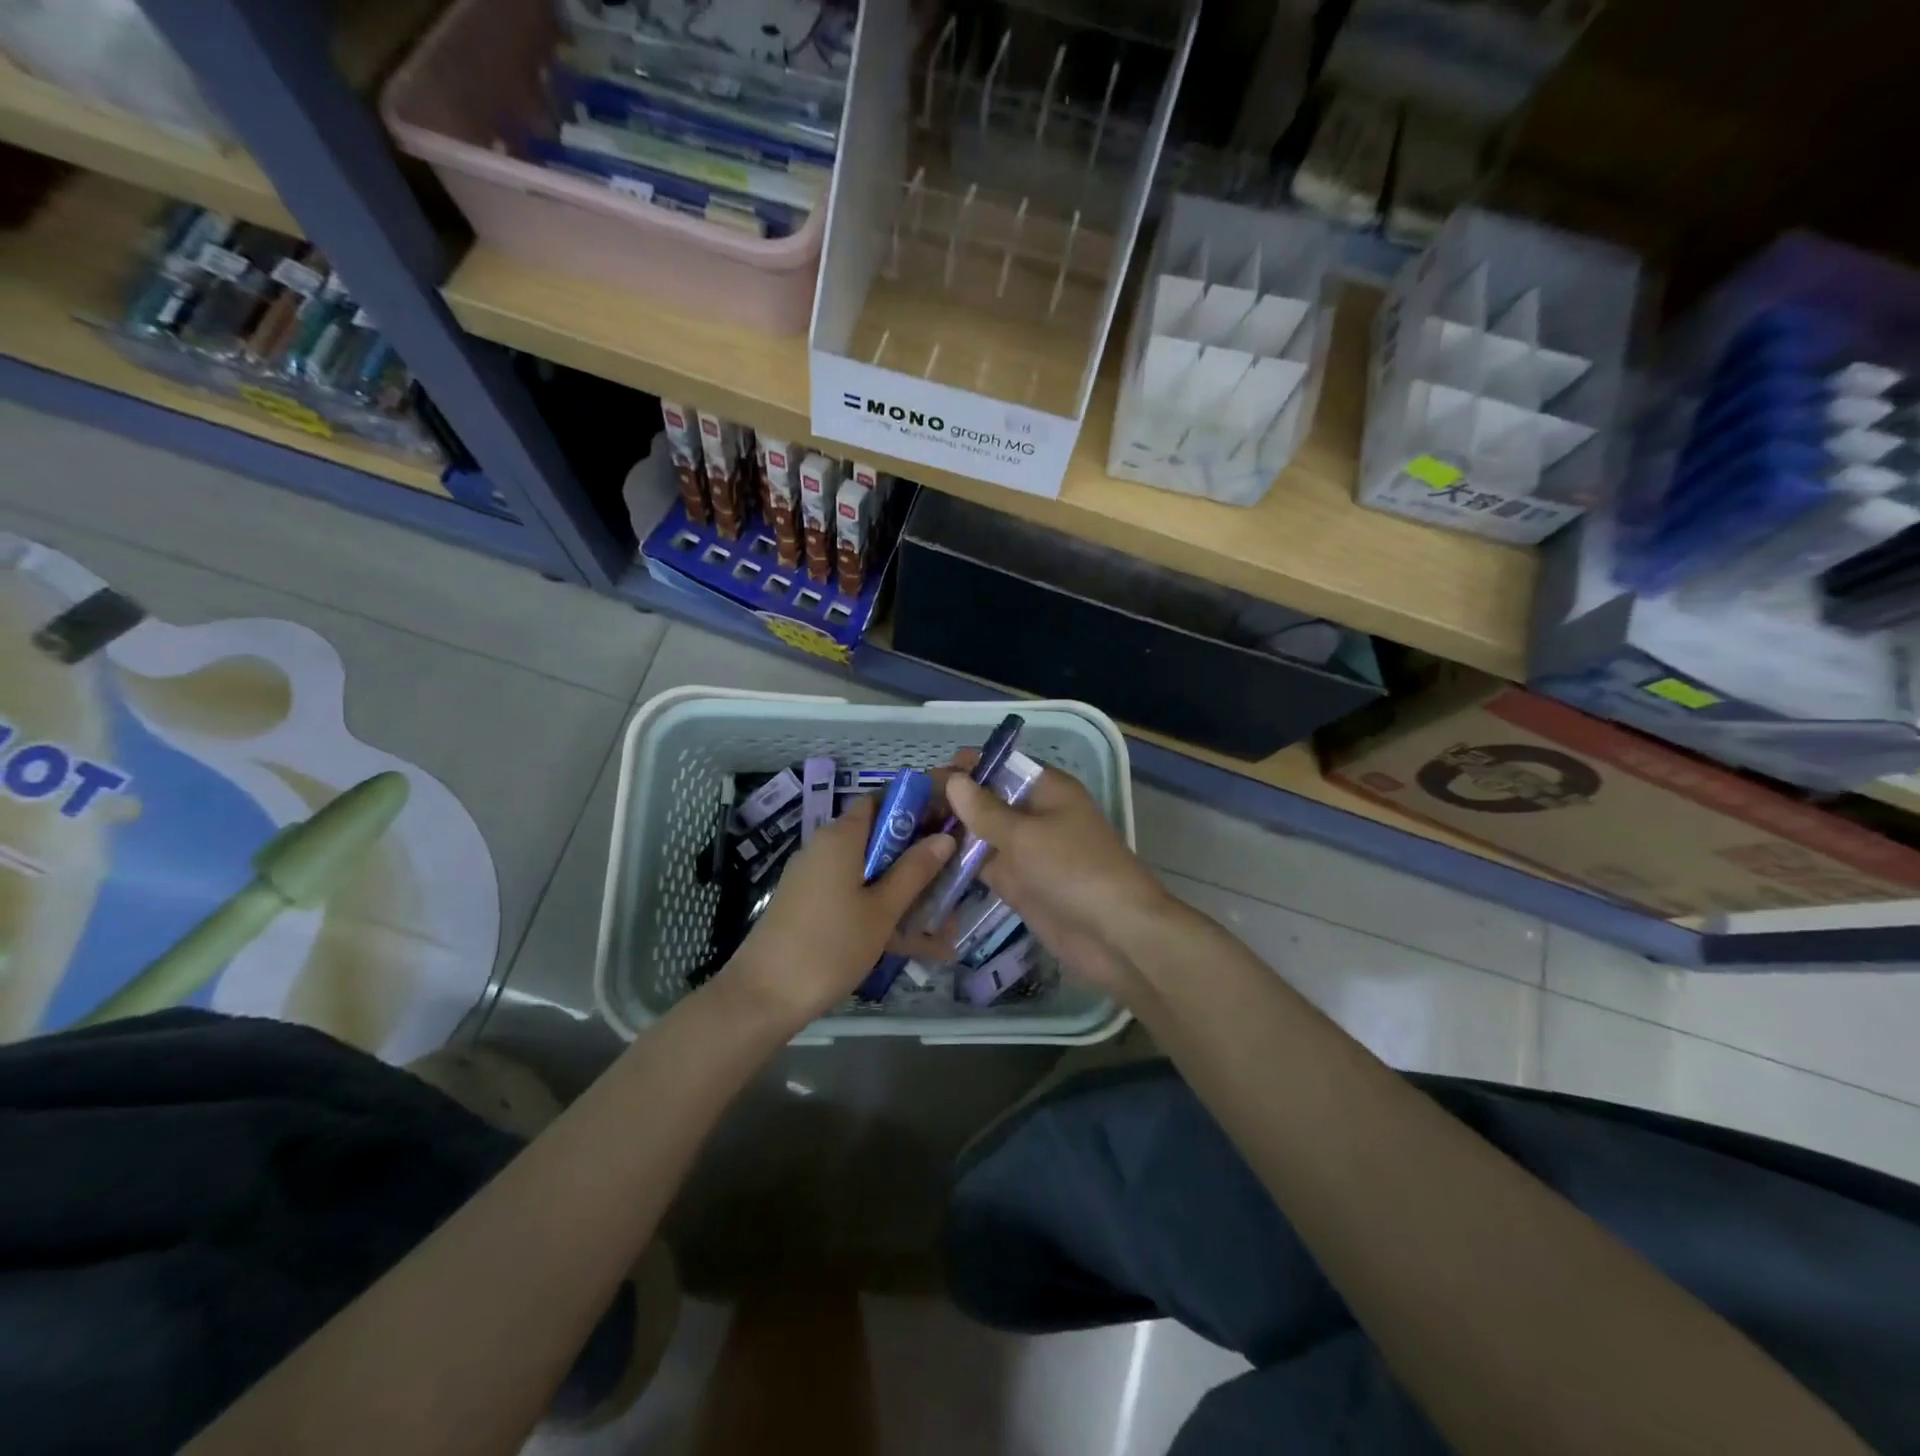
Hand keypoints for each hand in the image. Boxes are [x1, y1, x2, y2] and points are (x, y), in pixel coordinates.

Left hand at [727, 796, 952, 1025]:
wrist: (763, 997)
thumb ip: (914, 871)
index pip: (882, 800)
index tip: (950, 823)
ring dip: (907, 890)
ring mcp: (817, 879)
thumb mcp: (882, 910)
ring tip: (948, 920)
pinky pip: (856, 897)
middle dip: (919, 855)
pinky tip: (920, 945)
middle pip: (880, 838)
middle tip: (956, 873)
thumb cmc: (830, 946)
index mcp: (841, 837)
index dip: (917, 806)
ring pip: (872, 873)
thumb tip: (944, 837)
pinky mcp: (812, 906)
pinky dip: (884, 911)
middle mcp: (826, 848)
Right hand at [906, 760, 1178, 999]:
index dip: (967, 768)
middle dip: (953, 802)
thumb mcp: (1026, 835)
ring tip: (904, 832)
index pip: (1002, 767)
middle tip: (904, 808)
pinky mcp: (1019, 884)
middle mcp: (1036, 815)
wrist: (1114, 935)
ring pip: (982, 834)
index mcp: (1048, 790)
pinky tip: (923, 863)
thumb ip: (986, 810)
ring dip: (951, 833)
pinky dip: (959, 864)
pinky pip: (984, 867)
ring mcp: (1026, 851)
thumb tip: (954, 780)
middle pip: (988, 800)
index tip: (926, 776)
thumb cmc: (1074, 870)